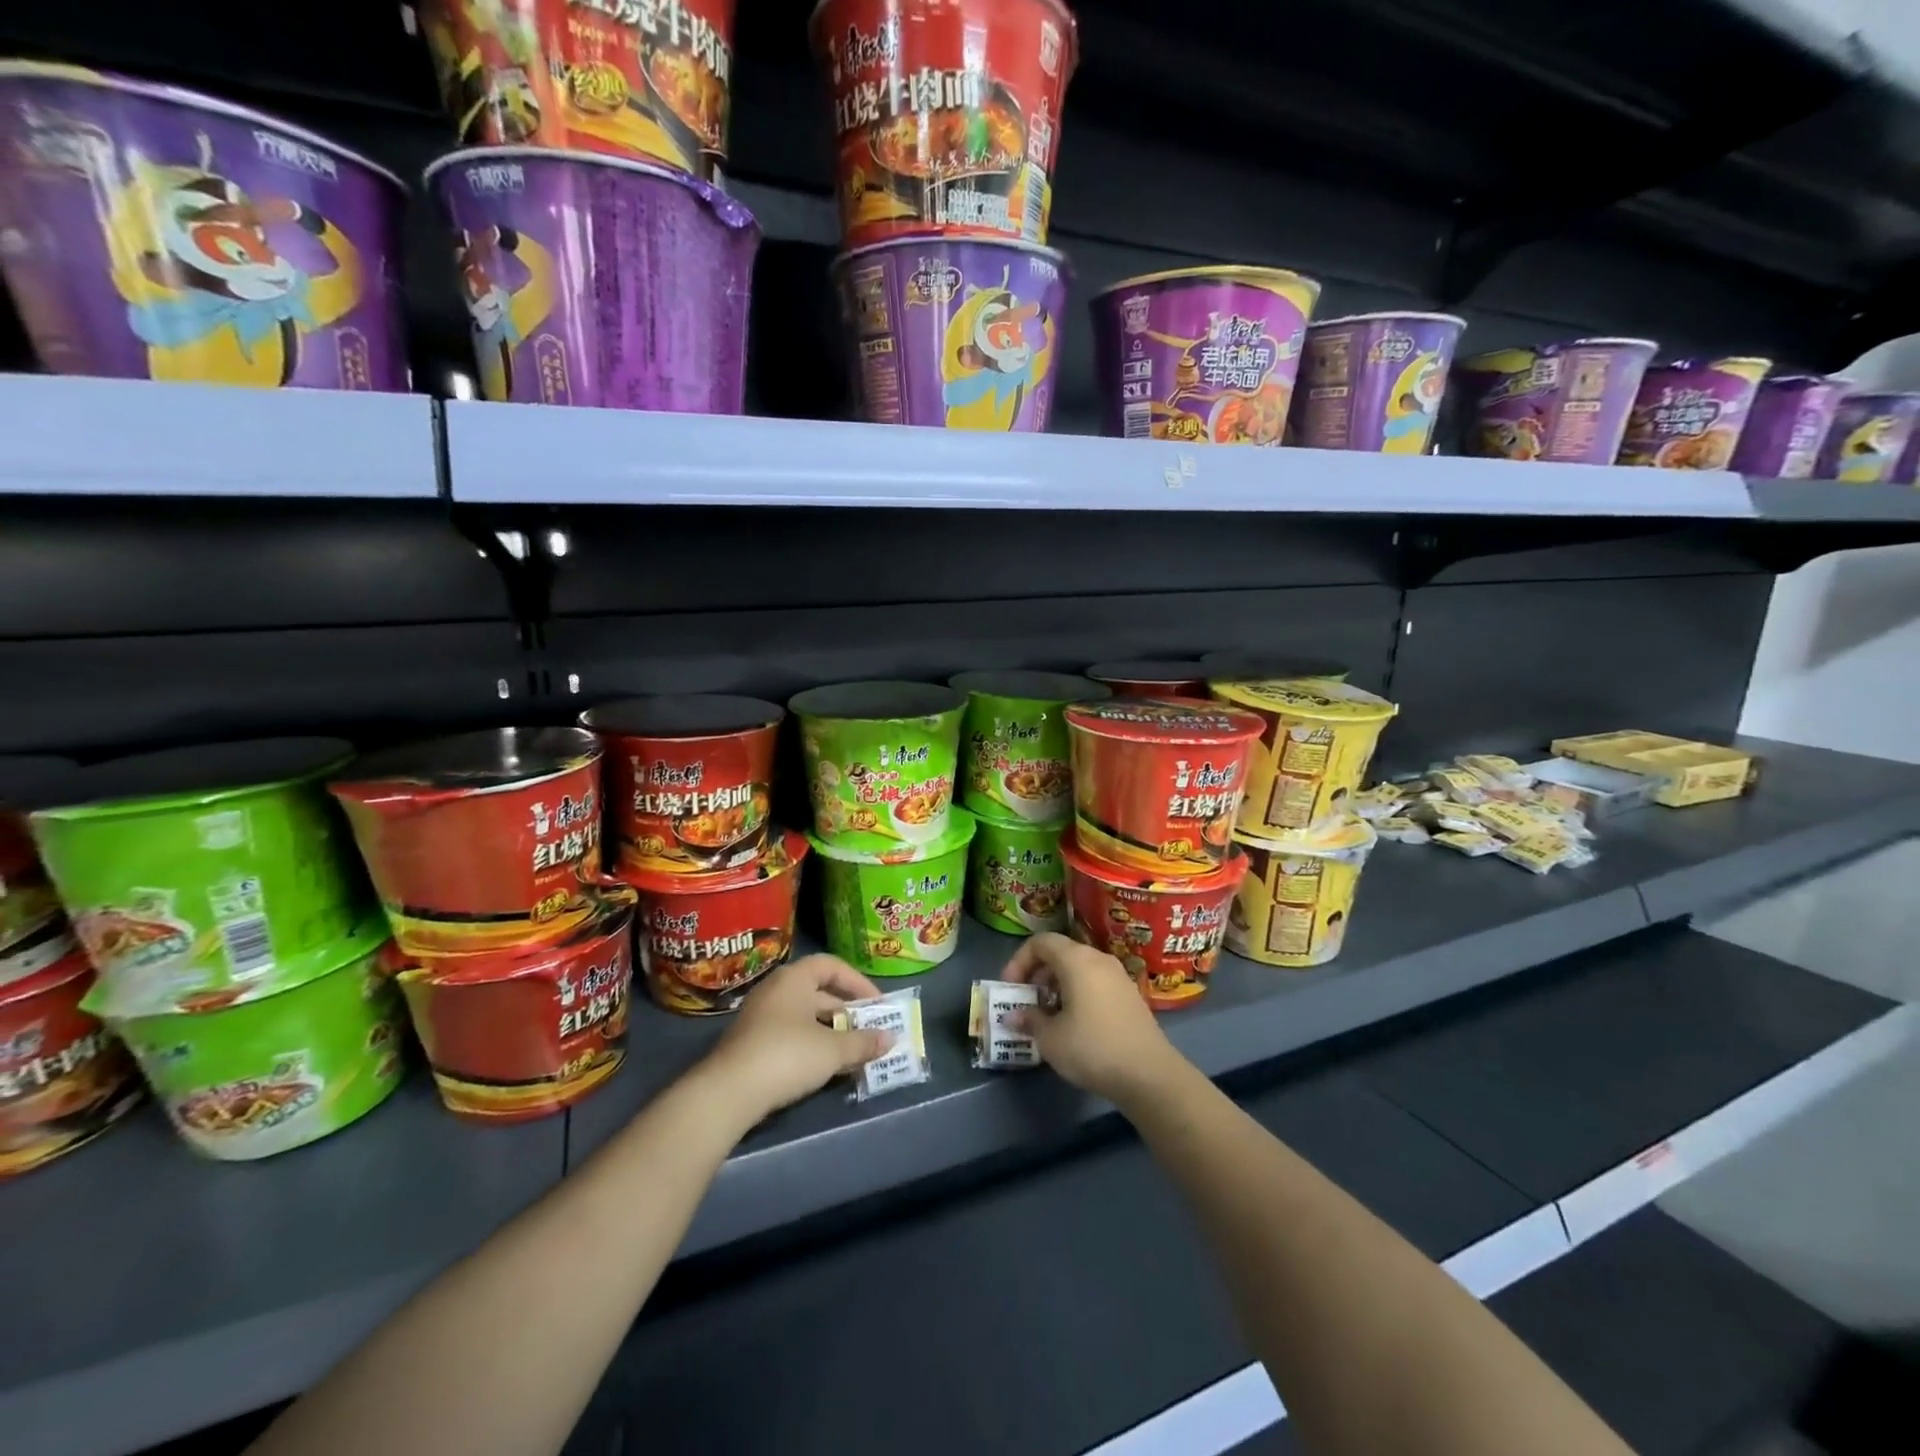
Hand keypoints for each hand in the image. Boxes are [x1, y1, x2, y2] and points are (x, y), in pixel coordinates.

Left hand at [697, 954, 890, 1127]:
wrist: (728, 1093)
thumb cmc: (787, 1056)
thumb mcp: (832, 1050)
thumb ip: (863, 1042)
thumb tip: (890, 1039)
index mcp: (794, 978)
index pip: (832, 966)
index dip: (858, 982)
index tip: (878, 1004)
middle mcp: (776, 990)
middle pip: (819, 992)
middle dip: (847, 1011)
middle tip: (870, 1030)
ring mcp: (760, 1016)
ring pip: (805, 1016)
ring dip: (831, 1031)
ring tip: (854, 1051)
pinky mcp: (751, 1043)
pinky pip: (790, 1034)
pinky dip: (812, 1045)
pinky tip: (826, 1067)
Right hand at [1002, 933, 1186, 1106]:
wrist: (1149, 1074)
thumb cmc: (1092, 1048)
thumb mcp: (1051, 1039)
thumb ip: (1029, 1021)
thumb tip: (1013, 1016)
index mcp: (1076, 960)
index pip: (1041, 942)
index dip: (1020, 960)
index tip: (1011, 988)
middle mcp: (1098, 959)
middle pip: (1060, 953)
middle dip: (1038, 974)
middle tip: (1028, 1001)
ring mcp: (1118, 976)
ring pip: (1079, 968)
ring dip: (1058, 985)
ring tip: (1049, 1015)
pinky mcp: (1130, 995)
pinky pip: (1095, 982)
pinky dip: (1078, 993)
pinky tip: (1075, 1023)